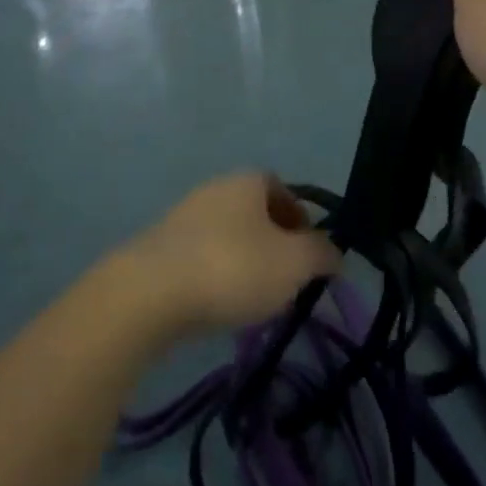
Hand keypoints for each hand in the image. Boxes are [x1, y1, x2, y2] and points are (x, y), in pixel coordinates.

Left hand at [120, 173, 340, 337]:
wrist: (150, 292)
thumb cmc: (233, 267)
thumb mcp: (294, 263)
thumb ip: (321, 254)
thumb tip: (334, 251)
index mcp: (247, 181)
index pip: (283, 190)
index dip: (301, 220)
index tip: (310, 255)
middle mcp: (214, 188)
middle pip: (255, 213)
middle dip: (274, 244)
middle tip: (286, 281)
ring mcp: (183, 216)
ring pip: (228, 235)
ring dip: (245, 261)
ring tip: (253, 300)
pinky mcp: (160, 247)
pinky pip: (201, 256)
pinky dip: (216, 275)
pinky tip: (218, 304)